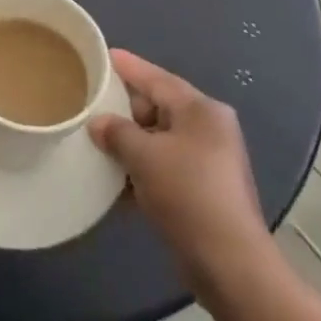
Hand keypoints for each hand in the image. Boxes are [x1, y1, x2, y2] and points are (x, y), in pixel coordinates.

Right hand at [89, 50, 271, 292]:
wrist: (229, 264)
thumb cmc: (188, 194)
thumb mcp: (144, 156)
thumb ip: (117, 132)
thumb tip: (98, 123)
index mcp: (201, 110)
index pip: (157, 79)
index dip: (128, 67)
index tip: (103, 55)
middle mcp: (209, 129)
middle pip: (158, 108)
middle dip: (124, 110)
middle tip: (91, 103)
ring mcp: (209, 162)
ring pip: (159, 141)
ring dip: (130, 144)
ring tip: (95, 140)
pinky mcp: (203, 191)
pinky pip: (164, 167)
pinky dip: (141, 170)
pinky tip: (114, 179)